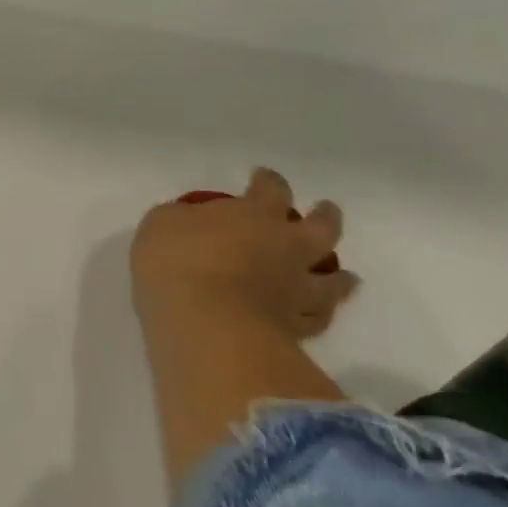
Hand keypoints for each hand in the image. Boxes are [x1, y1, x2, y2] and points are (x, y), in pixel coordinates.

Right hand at [131, 167, 359, 337]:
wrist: (206, 324)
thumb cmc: (179, 261)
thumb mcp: (161, 224)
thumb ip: (181, 218)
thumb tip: (190, 221)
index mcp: (255, 214)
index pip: (270, 189)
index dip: (268, 181)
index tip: (262, 176)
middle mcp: (286, 248)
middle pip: (321, 229)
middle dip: (326, 218)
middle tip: (326, 211)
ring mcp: (295, 291)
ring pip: (332, 282)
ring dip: (339, 278)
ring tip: (346, 277)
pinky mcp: (293, 329)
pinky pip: (316, 321)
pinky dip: (320, 316)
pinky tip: (320, 315)